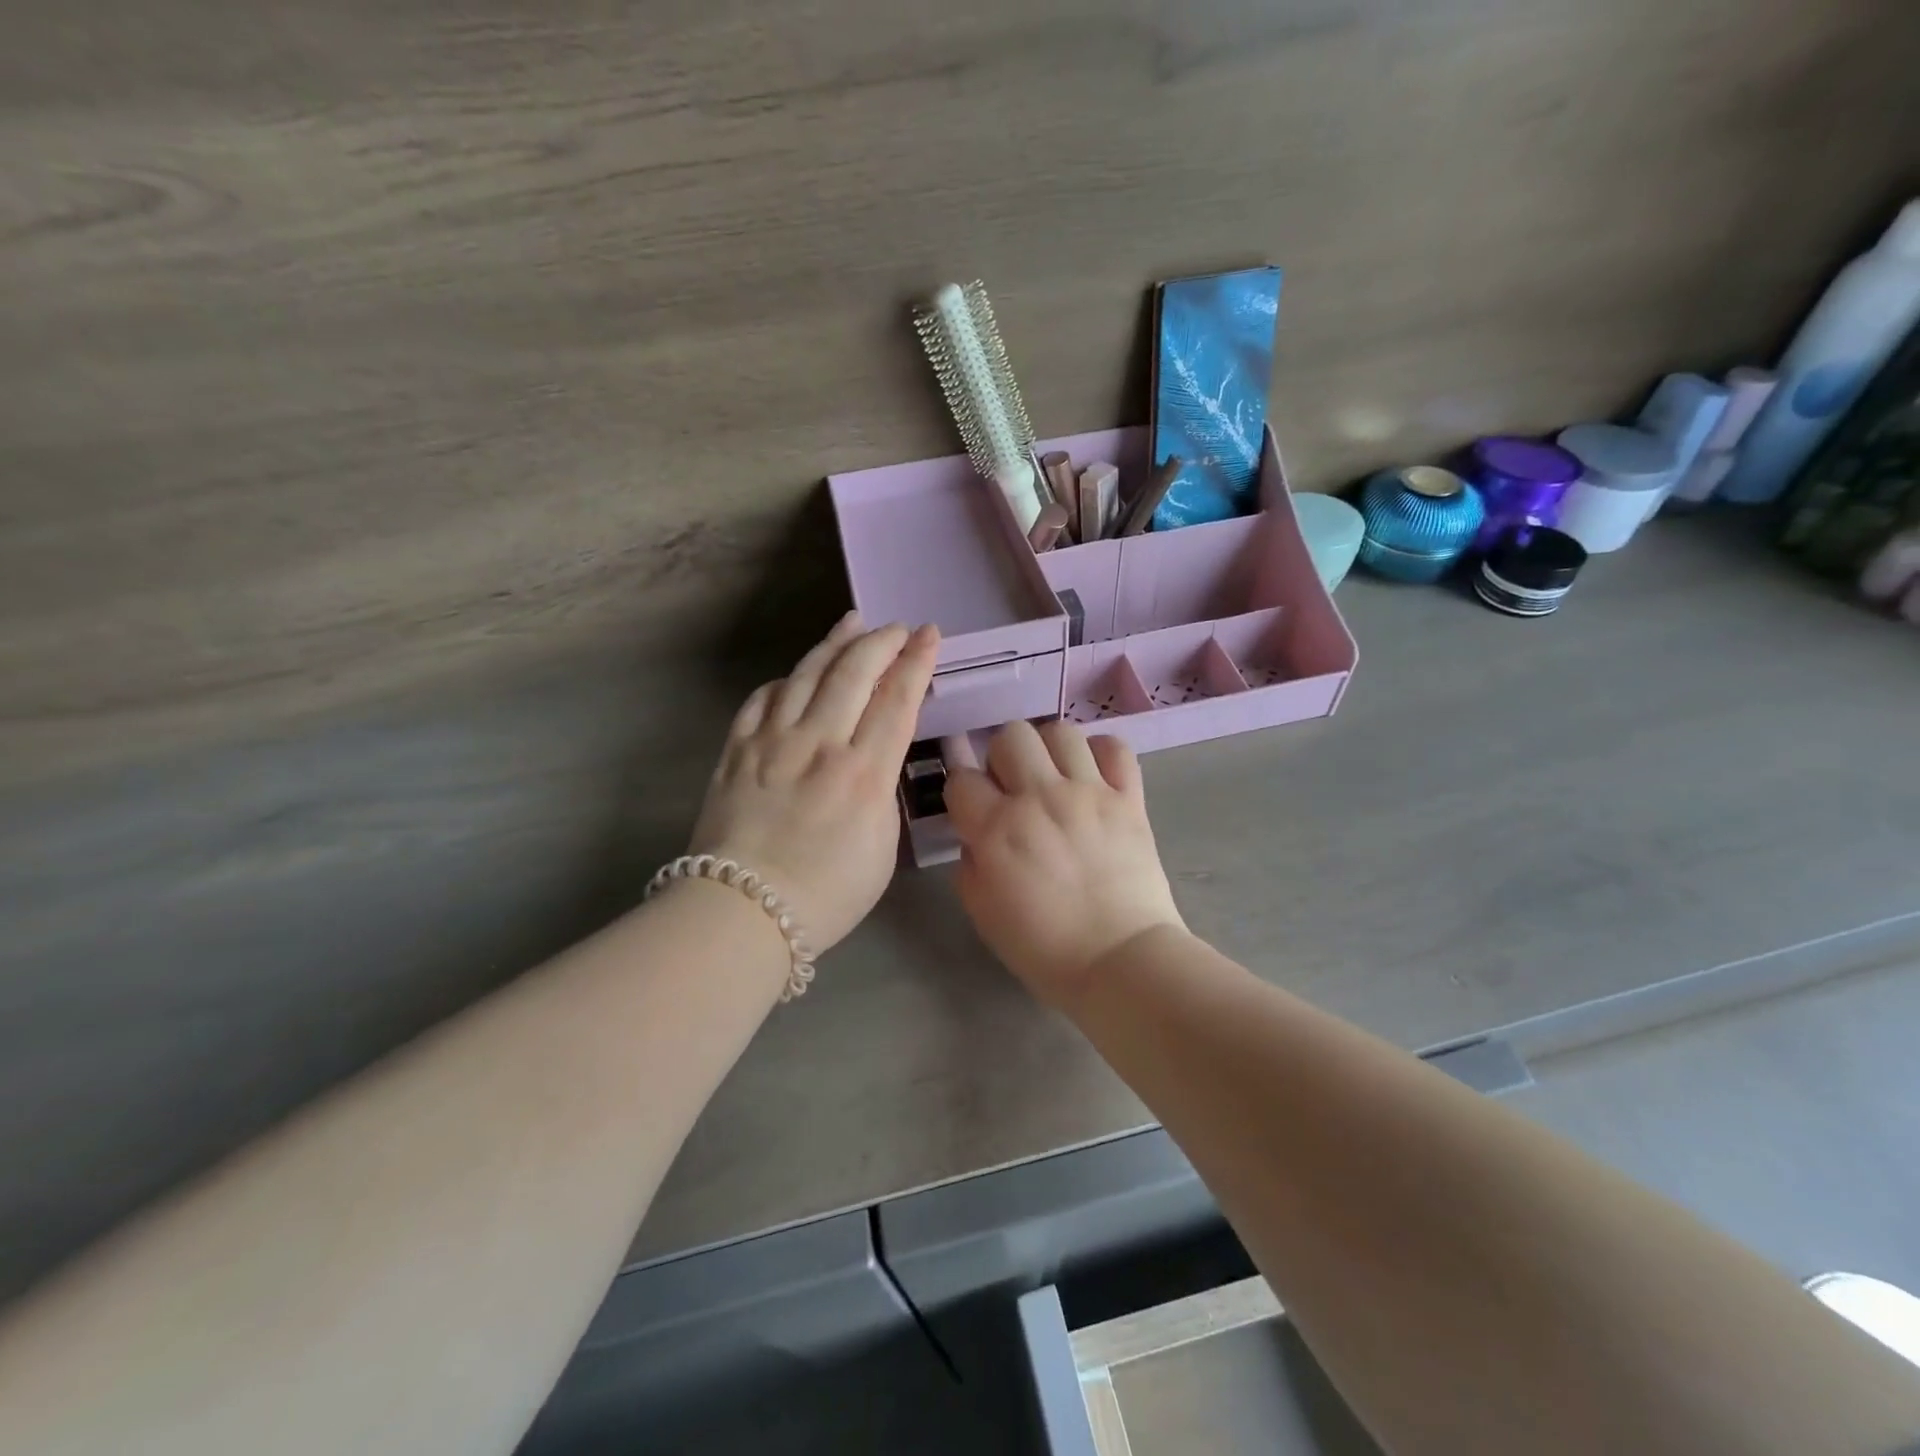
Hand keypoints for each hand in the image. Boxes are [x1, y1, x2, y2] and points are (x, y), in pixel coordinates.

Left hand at [690, 614, 939, 953]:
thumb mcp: (881, 849)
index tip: (929, 635)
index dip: (916, 662)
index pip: (897, 700)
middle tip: (898, 628)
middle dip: (881, 641)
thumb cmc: (826, 894)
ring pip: (807, 674)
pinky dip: (784, 680)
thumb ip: (882, 793)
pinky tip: (795, 675)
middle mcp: (819, 744)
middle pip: (854, 673)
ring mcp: (773, 742)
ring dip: (834, 644)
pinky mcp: (737, 750)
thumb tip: (871, 762)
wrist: (742, 911)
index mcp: (864, 772)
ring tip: (852, 623)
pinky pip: (761, 699)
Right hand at [944, 720, 1185, 1007]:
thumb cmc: (1045, 948)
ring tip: (1055, 777)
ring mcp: (1088, 793)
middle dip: (1003, 758)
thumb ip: (970, 864)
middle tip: (1014, 788)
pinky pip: (1115, 748)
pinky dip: (1101, 753)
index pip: (962, 779)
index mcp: (997, 829)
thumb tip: (977, 836)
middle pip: (1010, 736)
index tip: (973, 810)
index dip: (963, 793)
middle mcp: (1040, 797)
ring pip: (1060, 731)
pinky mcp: (1128, 798)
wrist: (1121, 961)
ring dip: (1049, 750)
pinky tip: (1093, 776)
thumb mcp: (983, 914)